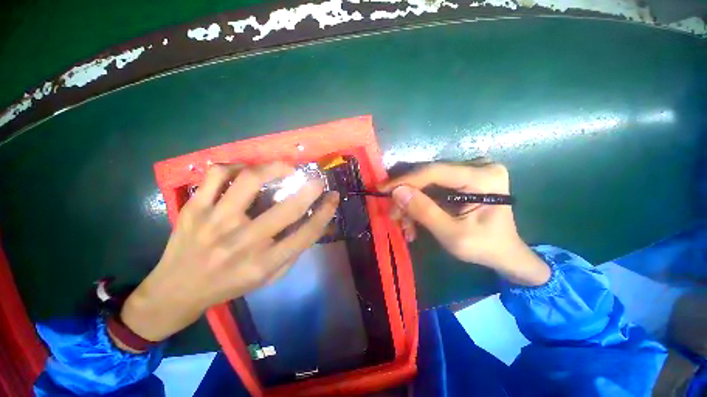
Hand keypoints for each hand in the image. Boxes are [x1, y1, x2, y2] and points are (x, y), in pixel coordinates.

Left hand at [118, 162, 338, 346]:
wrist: (177, 290)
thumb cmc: (230, 285)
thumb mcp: (269, 277)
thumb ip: (294, 250)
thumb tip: (316, 222)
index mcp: (264, 263)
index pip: (306, 233)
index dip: (325, 212)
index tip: (333, 197)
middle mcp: (242, 242)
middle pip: (286, 209)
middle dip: (310, 189)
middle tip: (317, 180)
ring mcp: (215, 222)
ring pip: (249, 181)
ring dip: (274, 168)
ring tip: (285, 167)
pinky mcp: (194, 208)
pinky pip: (216, 174)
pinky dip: (236, 167)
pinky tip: (246, 171)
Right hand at [379, 161, 548, 285]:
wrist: (504, 252)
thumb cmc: (484, 247)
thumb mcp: (452, 235)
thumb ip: (424, 212)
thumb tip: (396, 192)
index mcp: (483, 177)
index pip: (434, 172)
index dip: (405, 180)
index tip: (382, 190)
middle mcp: (477, 166)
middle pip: (428, 176)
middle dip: (407, 196)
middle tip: (393, 215)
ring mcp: (469, 170)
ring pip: (426, 183)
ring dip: (411, 203)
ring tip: (404, 225)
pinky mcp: (461, 178)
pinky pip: (431, 187)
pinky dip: (419, 204)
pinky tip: (414, 222)